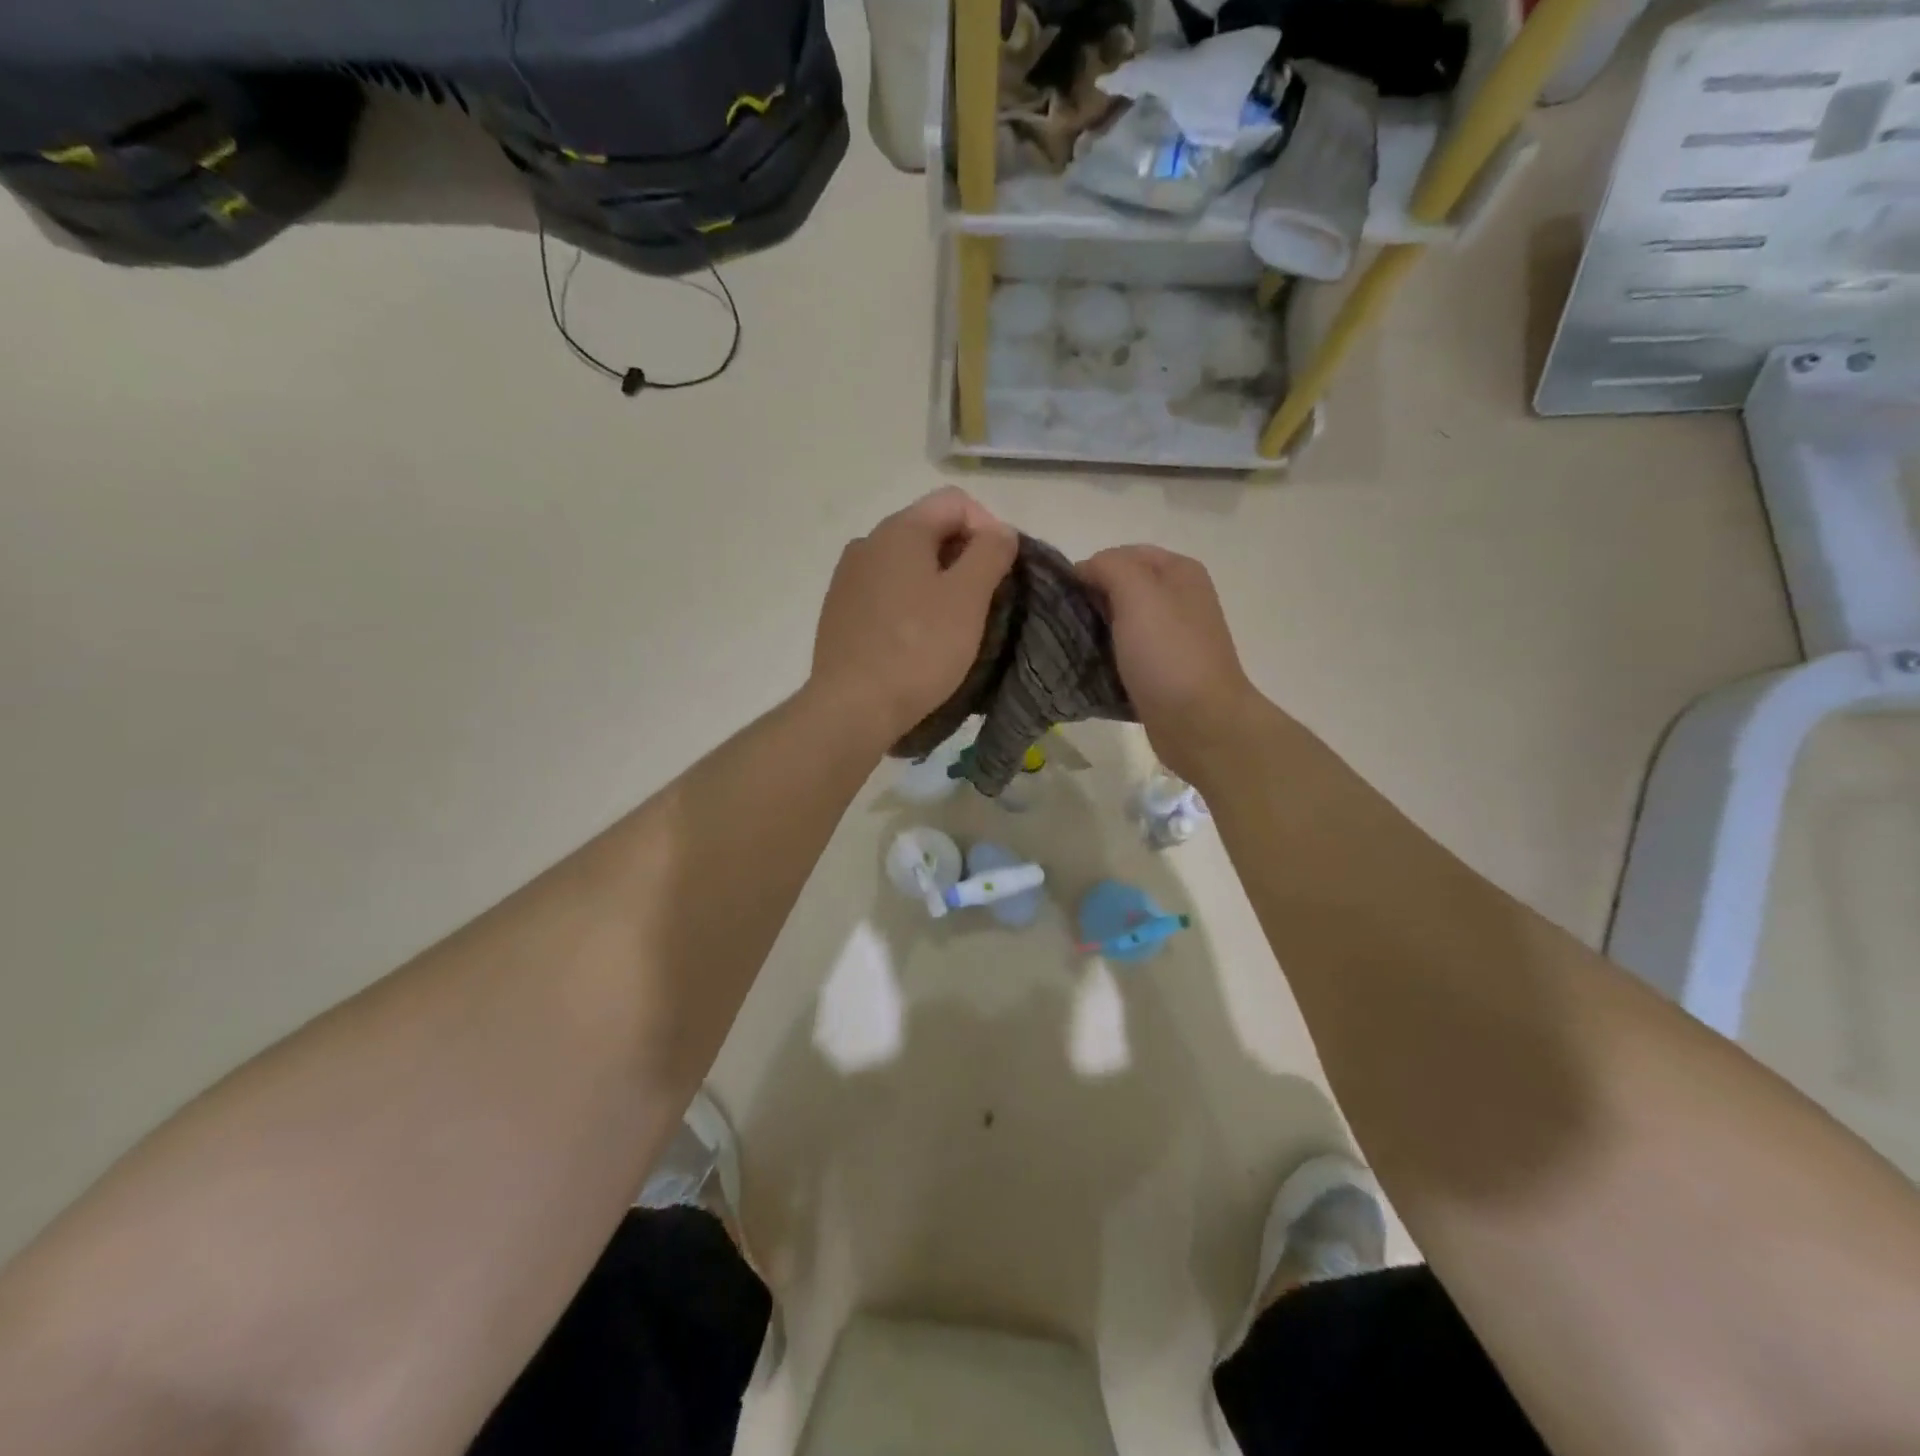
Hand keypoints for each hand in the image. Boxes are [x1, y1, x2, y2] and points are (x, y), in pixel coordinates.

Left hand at [809, 487, 1017, 746]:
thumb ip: (991, 553)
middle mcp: (867, 543)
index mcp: (899, 530)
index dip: (989, 529)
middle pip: (929, 531)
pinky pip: (886, 594)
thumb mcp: (968, 598)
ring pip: (907, 566)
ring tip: (953, 625)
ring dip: (937, 584)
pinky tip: (917, 640)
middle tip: (985, 602)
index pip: (955, 502)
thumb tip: (999, 531)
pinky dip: (910, 605)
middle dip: (964, 558)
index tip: (1002, 572)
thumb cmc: (918, 649)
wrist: (852, 707)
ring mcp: (847, 578)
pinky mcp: (839, 612)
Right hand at [1077, 545, 1264, 783]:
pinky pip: (1127, 651)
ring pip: (1121, 620)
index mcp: (1179, 571)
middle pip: (1122, 586)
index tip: (1064, 596)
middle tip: (1063, 622)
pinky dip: (1107, 656)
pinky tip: (1089, 668)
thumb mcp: (1138, 594)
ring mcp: (1173, 635)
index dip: (1091, 568)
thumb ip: (1110, 567)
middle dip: (1091, 599)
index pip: (1122, 553)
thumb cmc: (1168, 654)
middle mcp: (1179, 597)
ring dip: (1096, 629)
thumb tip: (1086, 569)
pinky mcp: (1162, 668)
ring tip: (1070, 645)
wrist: (1201, 723)